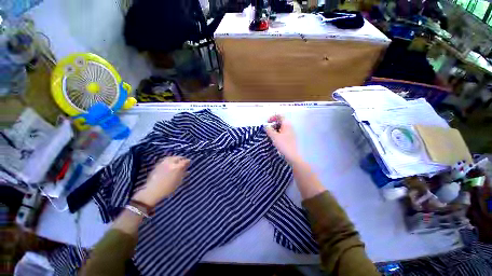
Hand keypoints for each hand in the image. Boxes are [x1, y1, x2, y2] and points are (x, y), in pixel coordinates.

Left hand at [132, 156, 189, 206]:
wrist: (153, 190)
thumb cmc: (167, 189)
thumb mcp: (177, 183)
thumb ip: (182, 175)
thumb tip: (187, 171)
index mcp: (177, 168)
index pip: (184, 161)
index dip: (188, 161)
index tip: (189, 162)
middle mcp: (170, 162)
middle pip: (177, 157)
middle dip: (181, 159)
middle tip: (184, 161)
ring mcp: (163, 162)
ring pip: (171, 157)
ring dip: (175, 158)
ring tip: (177, 161)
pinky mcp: (158, 163)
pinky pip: (165, 159)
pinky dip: (169, 160)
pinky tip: (170, 163)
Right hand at [265, 115, 301, 163]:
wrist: (293, 156)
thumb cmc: (284, 145)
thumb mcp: (274, 137)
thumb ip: (269, 130)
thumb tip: (265, 126)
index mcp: (287, 124)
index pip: (280, 115)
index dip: (273, 117)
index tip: (267, 122)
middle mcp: (290, 127)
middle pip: (281, 121)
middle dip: (273, 124)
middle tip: (267, 129)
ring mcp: (292, 133)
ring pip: (282, 128)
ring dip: (275, 129)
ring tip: (270, 135)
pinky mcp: (291, 139)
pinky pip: (284, 133)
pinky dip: (279, 134)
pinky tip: (275, 140)